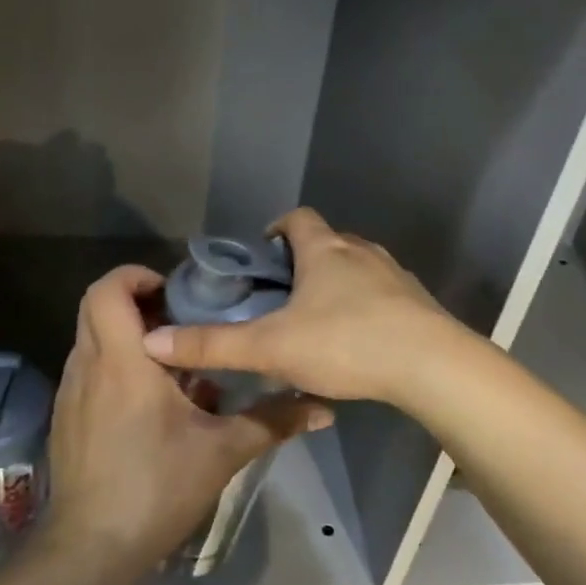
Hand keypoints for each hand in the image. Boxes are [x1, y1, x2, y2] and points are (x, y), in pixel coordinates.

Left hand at [41, 264, 332, 573]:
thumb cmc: (157, 488)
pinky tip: (151, 400)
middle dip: (136, 300)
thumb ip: (273, 421)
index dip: (136, 275)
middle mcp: (88, 366)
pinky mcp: (66, 417)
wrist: (91, 549)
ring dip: (127, 334)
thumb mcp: (223, 451)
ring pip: (91, 337)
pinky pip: (88, 368)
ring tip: (173, 359)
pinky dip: (116, 363)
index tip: (175, 291)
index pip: (107, 290)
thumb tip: (323, 409)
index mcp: (123, 362)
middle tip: (181, 318)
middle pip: (95, 306)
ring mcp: (71, 392)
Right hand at [142, 208, 472, 407]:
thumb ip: (213, 346)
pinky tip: (357, 343)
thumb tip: (153, 342)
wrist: (431, 366)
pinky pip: (383, 295)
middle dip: (303, 263)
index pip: (297, 218)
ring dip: (336, 286)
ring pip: (357, 269)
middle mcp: (362, 251)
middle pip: (328, 243)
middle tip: (281, 299)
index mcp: (325, 250)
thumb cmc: (346, 343)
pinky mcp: (417, 302)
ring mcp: (394, 275)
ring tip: (316, 323)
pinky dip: (366, 308)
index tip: (262, 257)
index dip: (276, 230)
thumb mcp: (271, 347)